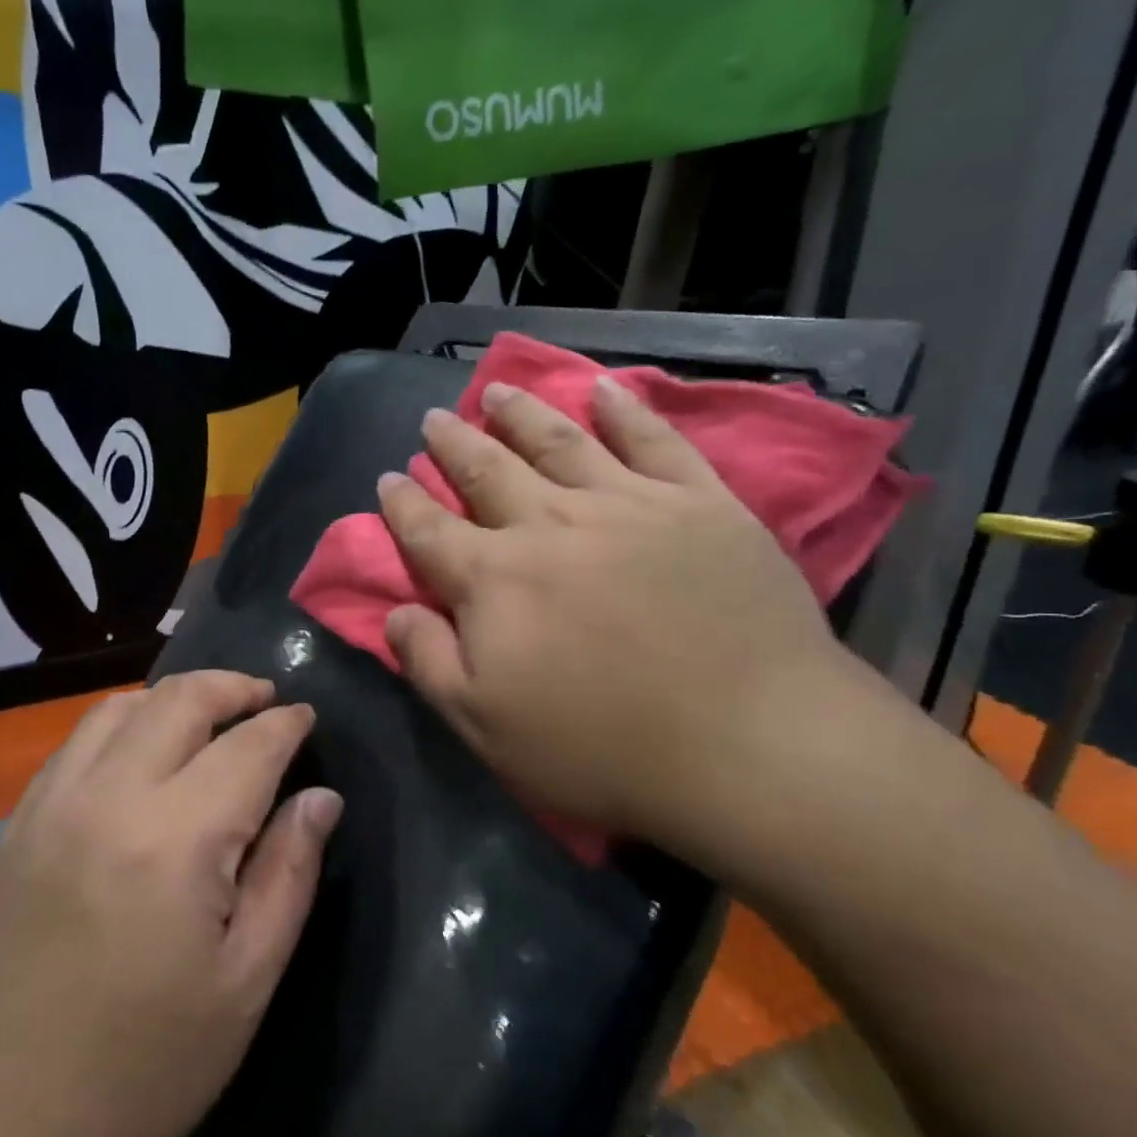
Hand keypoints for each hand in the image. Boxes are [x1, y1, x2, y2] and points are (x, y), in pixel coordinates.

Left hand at [0, 672, 341, 1136]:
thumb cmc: (142, 1069)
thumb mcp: (245, 983)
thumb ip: (289, 875)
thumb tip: (321, 799)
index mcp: (176, 839)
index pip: (248, 747)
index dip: (286, 724)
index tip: (308, 717)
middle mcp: (109, 799)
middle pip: (179, 701)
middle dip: (233, 688)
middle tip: (266, 701)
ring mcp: (50, 807)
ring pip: (119, 708)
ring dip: (175, 698)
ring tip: (209, 718)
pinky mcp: (14, 828)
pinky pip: (74, 744)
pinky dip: (122, 724)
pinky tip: (140, 754)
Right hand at [377, 378, 858, 872]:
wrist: (747, 743)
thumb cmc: (602, 747)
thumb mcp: (485, 727)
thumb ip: (430, 662)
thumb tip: (395, 611)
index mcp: (494, 579)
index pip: (430, 530)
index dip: (404, 503)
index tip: (389, 478)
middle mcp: (550, 524)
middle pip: (488, 470)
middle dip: (454, 443)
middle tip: (435, 419)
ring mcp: (627, 504)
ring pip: (559, 441)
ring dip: (521, 413)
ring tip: (496, 390)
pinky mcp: (699, 501)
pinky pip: (653, 440)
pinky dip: (624, 409)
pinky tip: (603, 389)